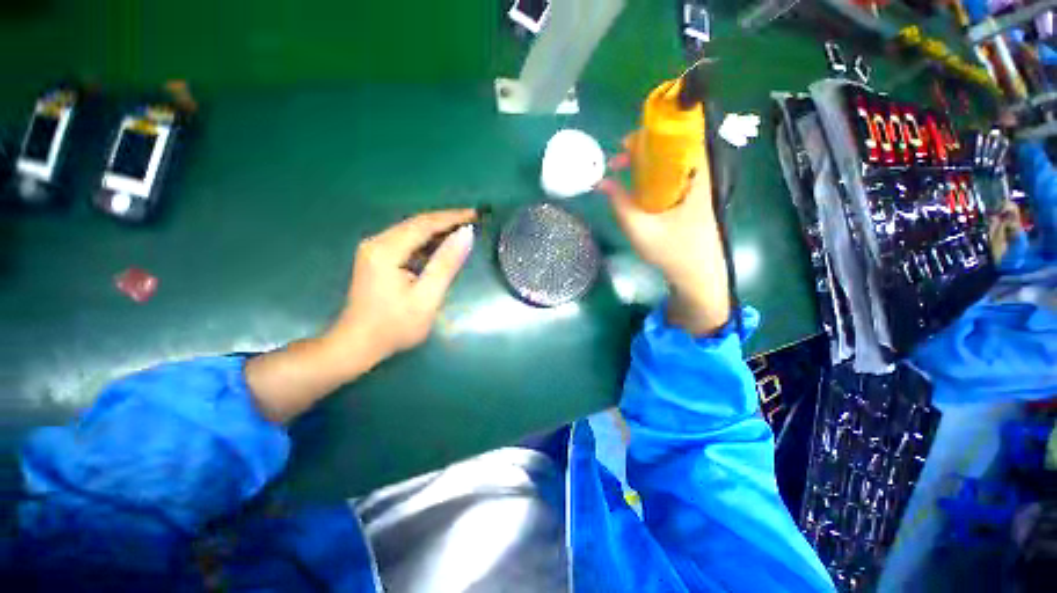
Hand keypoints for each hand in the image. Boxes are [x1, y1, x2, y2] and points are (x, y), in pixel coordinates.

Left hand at [245, 209, 475, 422]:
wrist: (357, 344)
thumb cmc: (395, 326)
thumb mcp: (427, 297)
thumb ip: (446, 264)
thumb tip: (466, 234)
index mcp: (387, 250)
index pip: (424, 224)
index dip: (452, 217)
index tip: (476, 214)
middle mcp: (377, 242)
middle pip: (416, 223)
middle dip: (446, 220)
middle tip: (473, 220)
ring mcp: (374, 249)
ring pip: (411, 231)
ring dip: (437, 230)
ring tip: (462, 230)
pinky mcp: (376, 257)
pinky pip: (406, 241)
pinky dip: (427, 241)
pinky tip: (441, 246)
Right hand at [598, 134, 730, 334]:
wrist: (698, 276)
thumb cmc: (673, 252)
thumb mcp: (641, 230)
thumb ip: (620, 204)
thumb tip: (601, 183)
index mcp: (695, 178)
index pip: (682, 138)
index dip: (654, 133)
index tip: (626, 144)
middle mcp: (698, 177)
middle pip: (673, 148)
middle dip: (642, 150)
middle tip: (616, 162)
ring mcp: (696, 189)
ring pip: (670, 164)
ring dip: (644, 164)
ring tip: (620, 172)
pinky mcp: (690, 201)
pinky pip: (669, 179)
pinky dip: (651, 178)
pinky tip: (635, 189)